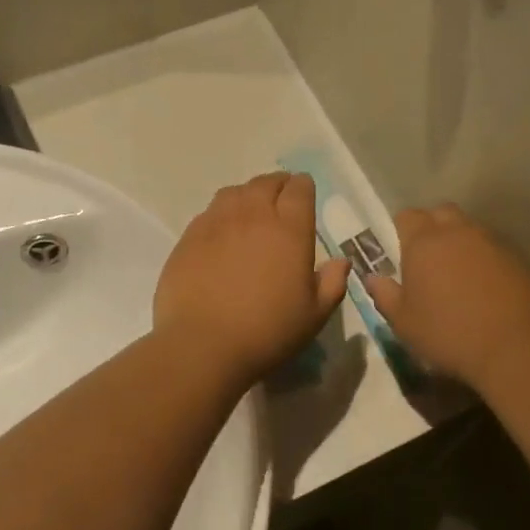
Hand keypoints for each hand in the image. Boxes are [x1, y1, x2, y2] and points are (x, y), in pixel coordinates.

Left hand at [155, 173, 350, 382]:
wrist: (204, 346)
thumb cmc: (268, 332)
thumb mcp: (314, 315)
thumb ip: (332, 283)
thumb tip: (340, 262)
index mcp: (289, 230)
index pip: (299, 189)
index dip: (303, 188)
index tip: (304, 196)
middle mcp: (252, 216)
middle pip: (266, 183)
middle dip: (277, 186)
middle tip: (280, 202)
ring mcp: (216, 224)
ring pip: (234, 192)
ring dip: (247, 196)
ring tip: (250, 213)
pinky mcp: (188, 238)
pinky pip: (208, 213)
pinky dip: (220, 216)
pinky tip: (221, 236)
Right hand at [366, 206, 529, 386]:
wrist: (515, 346)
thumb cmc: (448, 333)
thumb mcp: (404, 322)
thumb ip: (385, 295)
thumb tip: (373, 278)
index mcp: (424, 242)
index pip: (407, 216)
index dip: (400, 229)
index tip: (399, 252)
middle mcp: (457, 232)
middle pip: (441, 213)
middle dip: (431, 228)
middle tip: (427, 258)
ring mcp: (491, 242)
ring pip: (469, 229)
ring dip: (459, 242)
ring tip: (456, 274)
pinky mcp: (517, 258)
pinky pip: (492, 247)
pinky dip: (483, 258)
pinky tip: (483, 286)